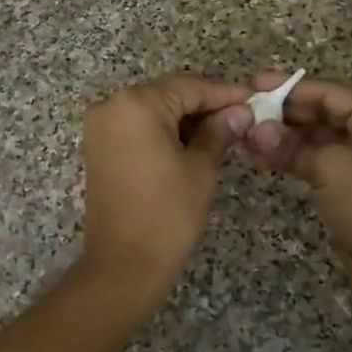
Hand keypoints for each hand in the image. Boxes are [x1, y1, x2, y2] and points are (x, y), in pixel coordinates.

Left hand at [80, 75, 253, 297]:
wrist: (123, 264)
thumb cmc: (167, 214)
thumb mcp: (200, 168)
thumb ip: (219, 132)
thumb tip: (240, 111)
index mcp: (137, 104)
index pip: (189, 87)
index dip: (224, 94)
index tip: (253, 99)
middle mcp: (112, 105)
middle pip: (168, 94)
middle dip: (204, 106)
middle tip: (241, 116)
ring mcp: (100, 126)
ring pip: (153, 110)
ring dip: (185, 119)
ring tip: (223, 131)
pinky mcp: (98, 146)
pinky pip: (137, 126)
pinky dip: (163, 131)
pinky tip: (192, 142)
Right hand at [243, 73, 351, 320]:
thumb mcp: (332, 168)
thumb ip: (292, 145)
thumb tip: (255, 130)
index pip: (329, 92)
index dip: (290, 87)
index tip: (254, 84)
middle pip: (320, 113)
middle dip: (282, 113)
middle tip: (244, 111)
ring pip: (313, 138)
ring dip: (280, 136)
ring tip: (243, 134)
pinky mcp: (346, 185)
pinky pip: (312, 161)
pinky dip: (287, 158)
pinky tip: (257, 156)